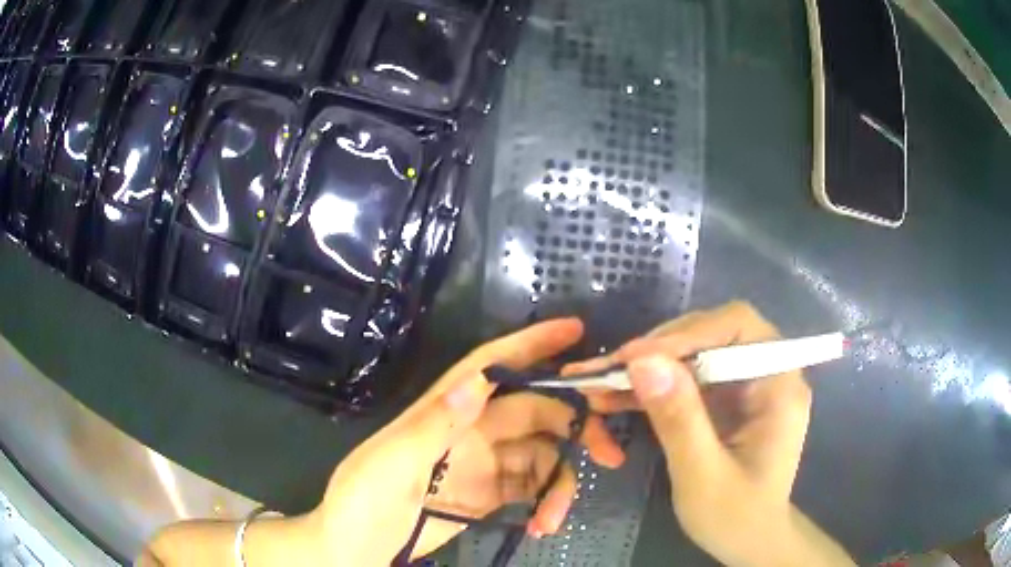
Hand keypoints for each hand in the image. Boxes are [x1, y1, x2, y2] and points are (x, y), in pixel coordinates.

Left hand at [313, 318, 623, 564]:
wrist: (356, 547)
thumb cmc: (362, 499)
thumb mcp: (390, 462)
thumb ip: (434, 425)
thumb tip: (477, 381)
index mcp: (445, 411)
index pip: (492, 366)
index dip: (532, 344)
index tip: (576, 331)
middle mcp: (471, 430)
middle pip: (535, 411)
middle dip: (575, 425)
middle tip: (609, 453)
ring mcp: (484, 464)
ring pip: (541, 455)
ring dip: (559, 482)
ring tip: (555, 517)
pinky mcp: (490, 494)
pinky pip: (532, 487)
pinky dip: (546, 502)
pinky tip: (543, 525)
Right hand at [565, 301, 852, 565]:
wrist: (749, 541)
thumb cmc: (736, 517)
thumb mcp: (703, 476)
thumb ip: (679, 419)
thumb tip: (642, 361)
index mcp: (779, 384)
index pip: (738, 327)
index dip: (687, 333)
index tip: (635, 358)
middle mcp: (766, 372)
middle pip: (712, 334)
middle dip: (659, 349)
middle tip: (609, 370)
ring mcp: (745, 385)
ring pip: (694, 354)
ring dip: (647, 367)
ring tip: (600, 382)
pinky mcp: (726, 400)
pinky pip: (686, 379)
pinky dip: (651, 387)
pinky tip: (615, 398)